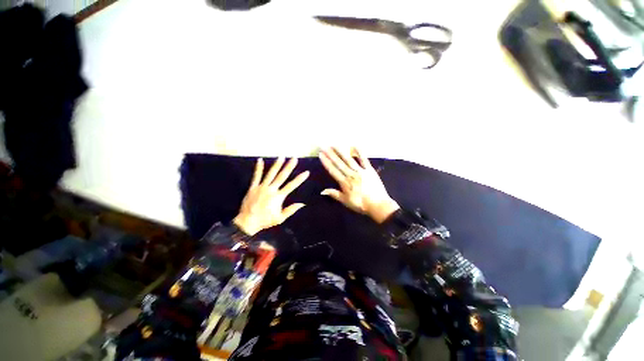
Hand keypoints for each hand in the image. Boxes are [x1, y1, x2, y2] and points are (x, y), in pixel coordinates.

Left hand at [233, 157, 309, 235]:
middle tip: (294, 158)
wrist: (248, 222)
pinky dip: (258, 168)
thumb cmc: (265, 220)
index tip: (306, 172)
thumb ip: (291, 210)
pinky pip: (256, 176)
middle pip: (282, 176)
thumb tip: (302, 204)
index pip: (291, 185)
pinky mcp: (253, 187)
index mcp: (278, 197)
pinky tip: (260, 160)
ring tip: (282, 157)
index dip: (299, 179)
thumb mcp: (280, 218)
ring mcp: (261, 187)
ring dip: (277, 165)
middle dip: (289, 167)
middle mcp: (271, 189)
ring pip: (271, 174)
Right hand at [319, 148, 399, 222]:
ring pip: (349, 160)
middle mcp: (351, 174)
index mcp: (345, 182)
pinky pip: (364, 159)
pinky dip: (360, 152)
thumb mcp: (346, 201)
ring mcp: (361, 171)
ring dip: (341, 152)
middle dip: (331, 154)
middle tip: (324, 146)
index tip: (321, 155)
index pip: (333, 170)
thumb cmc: (361, 204)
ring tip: (335, 145)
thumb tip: (322, 191)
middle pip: (339, 163)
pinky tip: (354, 145)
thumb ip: (334, 194)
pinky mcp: (369, 170)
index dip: (326, 162)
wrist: (378, 205)